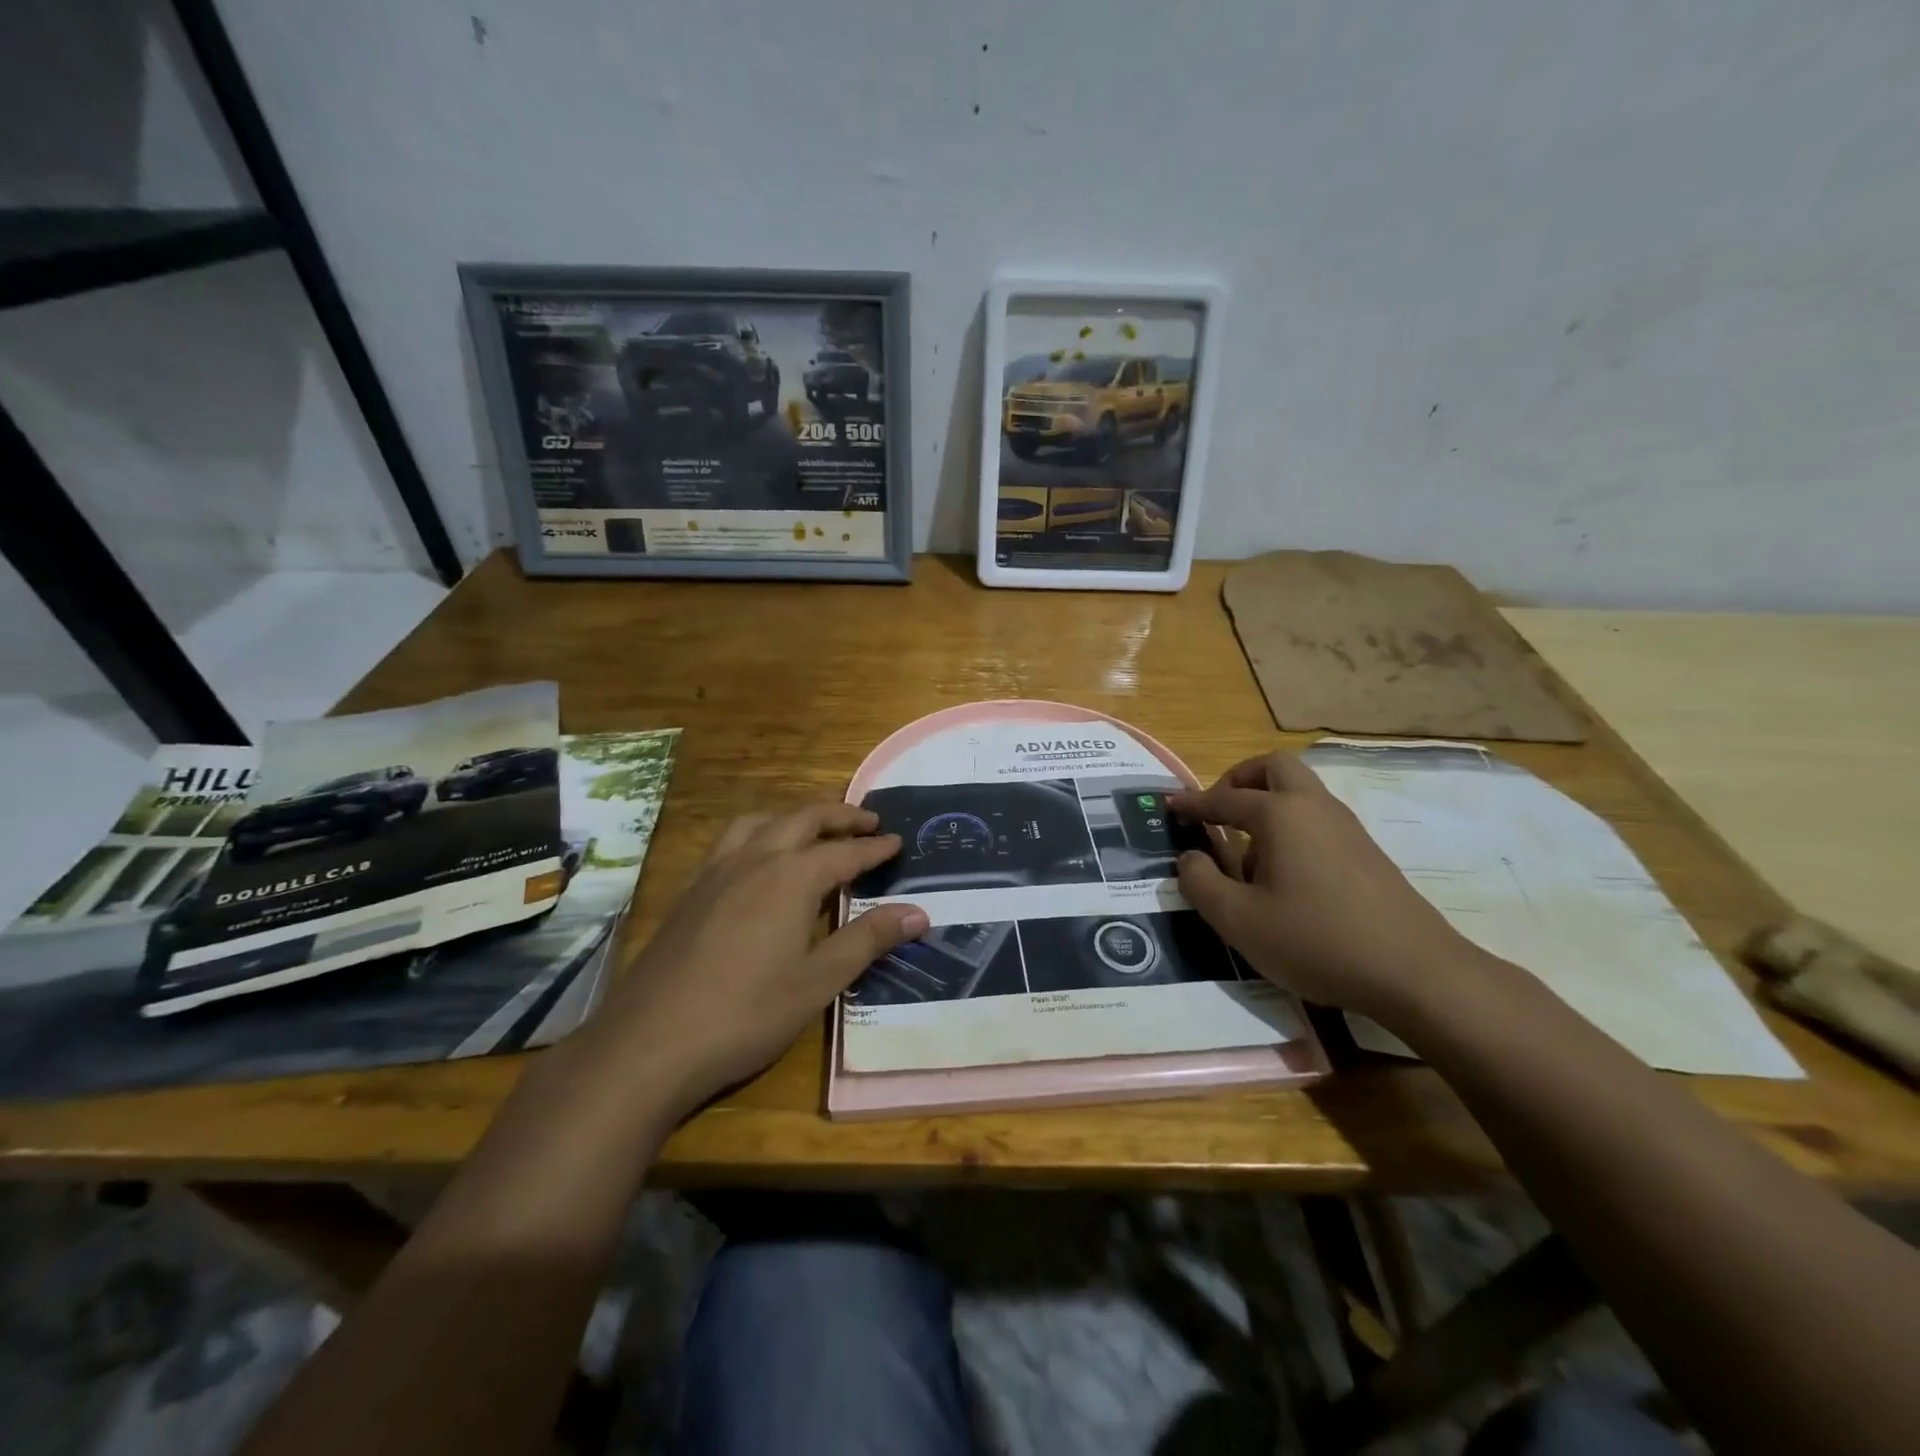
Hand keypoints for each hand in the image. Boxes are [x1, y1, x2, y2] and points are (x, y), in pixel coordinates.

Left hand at [593, 803, 925, 1120]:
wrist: (648, 1043)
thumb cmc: (746, 1014)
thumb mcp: (818, 981)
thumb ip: (868, 940)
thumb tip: (919, 912)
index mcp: (791, 877)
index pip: (845, 852)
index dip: (874, 848)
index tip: (897, 840)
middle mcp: (754, 859)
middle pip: (802, 819)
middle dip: (839, 817)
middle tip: (867, 822)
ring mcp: (715, 872)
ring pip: (760, 822)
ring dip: (794, 817)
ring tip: (813, 830)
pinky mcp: (689, 891)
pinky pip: (731, 842)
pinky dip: (759, 834)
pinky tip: (758, 863)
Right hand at [1169, 752, 1477, 1019]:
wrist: (1416, 973)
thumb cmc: (1316, 940)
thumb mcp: (1238, 920)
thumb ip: (1200, 882)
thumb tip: (1189, 857)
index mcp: (1281, 815)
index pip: (1225, 797)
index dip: (1192, 803)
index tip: (1169, 806)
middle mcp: (1315, 808)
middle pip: (1274, 768)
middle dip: (1239, 780)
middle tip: (1218, 811)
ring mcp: (1347, 828)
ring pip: (1299, 794)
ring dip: (1266, 807)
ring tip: (1247, 860)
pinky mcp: (1366, 854)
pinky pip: (1317, 821)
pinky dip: (1291, 830)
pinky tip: (1284, 881)